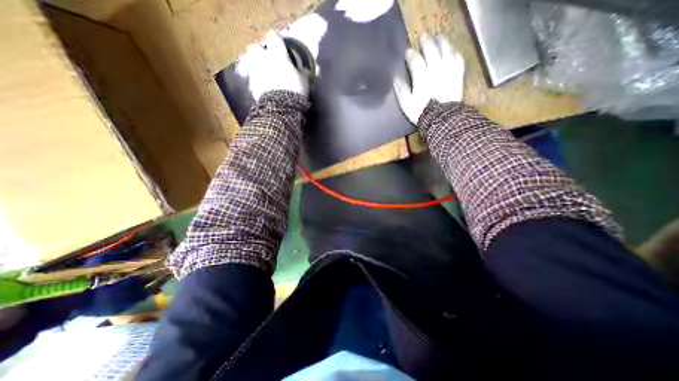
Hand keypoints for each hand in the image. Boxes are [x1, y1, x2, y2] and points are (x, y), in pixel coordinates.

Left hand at [233, 30, 308, 99]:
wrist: (281, 107)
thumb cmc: (295, 90)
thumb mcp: (304, 81)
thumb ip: (303, 73)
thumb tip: (304, 70)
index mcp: (278, 55)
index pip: (274, 38)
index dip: (276, 40)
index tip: (279, 43)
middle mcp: (264, 60)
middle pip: (255, 48)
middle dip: (259, 51)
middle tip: (266, 57)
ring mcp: (256, 72)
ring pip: (251, 62)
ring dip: (256, 65)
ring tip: (263, 72)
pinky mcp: (252, 85)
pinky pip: (253, 79)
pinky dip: (257, 80)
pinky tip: (263, 86)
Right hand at [391, 34, 464, 122]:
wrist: (441, 119)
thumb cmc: (421, 112)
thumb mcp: (406, 103)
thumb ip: (401, 89)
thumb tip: (395, 77)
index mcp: (421, 76)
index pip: (415, 60)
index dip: (410, 55)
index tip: (407, 52)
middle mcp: (435, 69)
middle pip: (431, 50)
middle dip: (426, 42)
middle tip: (423, 38)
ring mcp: (448, 71)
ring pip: (446, 50)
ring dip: (442, 42)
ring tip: (438, 38)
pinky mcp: (457, 75)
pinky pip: (458, 59)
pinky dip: (454, 53)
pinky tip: (452, 52)